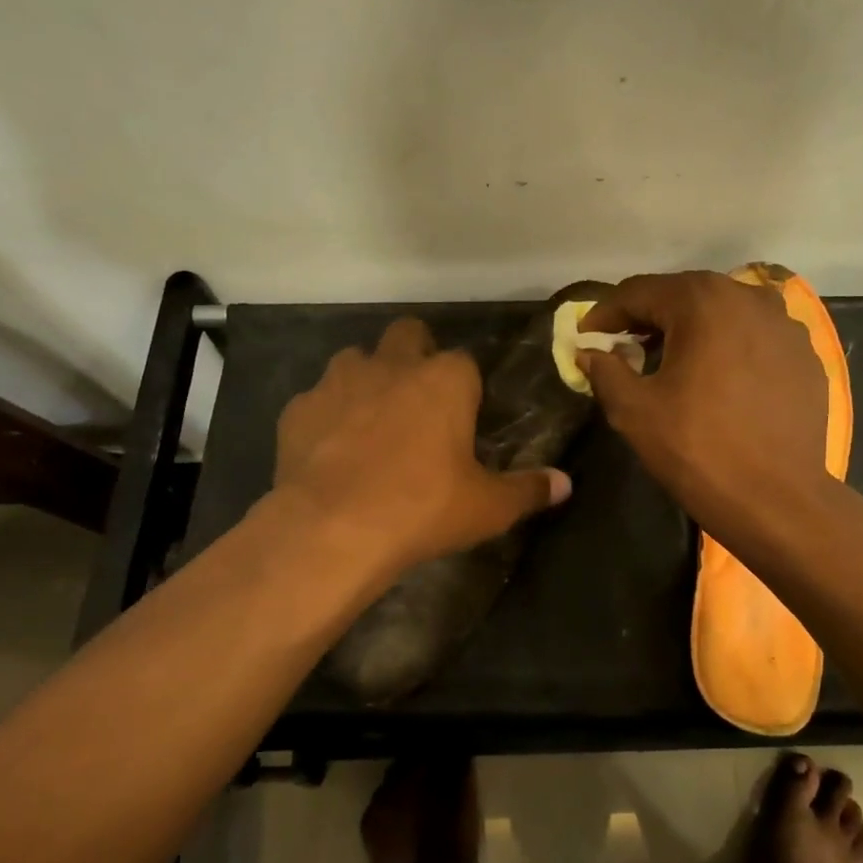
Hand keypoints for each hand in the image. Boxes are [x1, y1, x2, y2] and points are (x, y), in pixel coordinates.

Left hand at [273, 317, 571, 578]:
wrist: (331, 529)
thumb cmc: (422, 509)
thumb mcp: (487, 507)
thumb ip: (528, 490)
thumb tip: (565, 484)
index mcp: (445, 380)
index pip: (464, 362)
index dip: (465, 387)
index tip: (464, 417)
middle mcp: (392, 365)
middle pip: (408, 334)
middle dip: (414, 355)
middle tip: (419, 402)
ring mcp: (338, 381)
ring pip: (356, 360)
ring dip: (367, 380)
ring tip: (372, 424)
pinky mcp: (298, 408)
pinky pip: (317, 401)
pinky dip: (326, 417)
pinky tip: (330, 452)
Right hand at [579, 272, 831, 542]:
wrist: (777, 500)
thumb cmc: (698, 450)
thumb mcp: (634, 411)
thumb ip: (605, 371)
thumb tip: (590, 352)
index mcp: (703, 302)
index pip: (640, 292)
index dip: (606, 312)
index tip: (586, 336)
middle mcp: (749, 298)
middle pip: (684, 295)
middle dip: (649, 318)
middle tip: (624, 347)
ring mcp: (786, 325)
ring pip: (723, 313)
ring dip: (691, 329)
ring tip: (672, 362)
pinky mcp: (806, 356)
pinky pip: (755, 338)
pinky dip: (728, 347)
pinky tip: (718, 379)